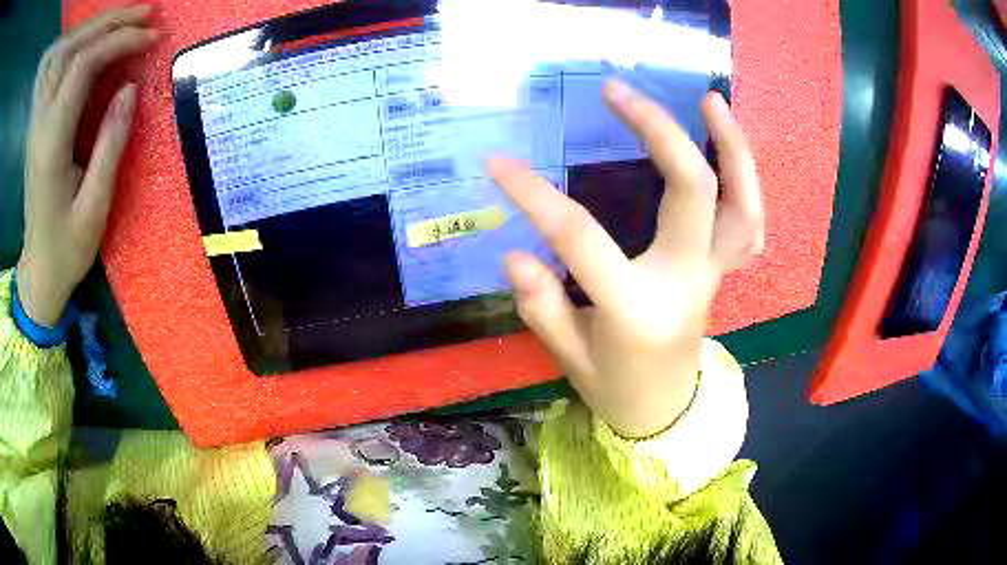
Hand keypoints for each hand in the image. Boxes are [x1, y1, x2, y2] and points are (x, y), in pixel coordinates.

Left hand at [16, 5, 157, 326]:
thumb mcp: (94, 207)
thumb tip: (129, 88)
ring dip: (92, 28)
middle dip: (108, 21)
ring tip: (123, 21)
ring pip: (61, 53)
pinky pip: (55, 68)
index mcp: (51, 144)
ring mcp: (36, 123)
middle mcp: (39, 124)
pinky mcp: (37, 124)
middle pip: (70, 48)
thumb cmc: (66, 249)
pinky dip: (78, 45)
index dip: (118, 41)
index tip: (151, 38)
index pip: (82, 65)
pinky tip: (95, 42)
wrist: (38, 272)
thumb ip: (110, 144)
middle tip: (143, 14)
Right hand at [489, 80, 762, 437]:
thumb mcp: (569, 357)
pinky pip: (749, 221)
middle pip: (692, 190)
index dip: (534, 195)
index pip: (581, 238)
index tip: (498, 163)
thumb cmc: (614, 386)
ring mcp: (714, 272)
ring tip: (709, 100)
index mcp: (637, 308)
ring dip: (731, 146)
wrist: (664, 409)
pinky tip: (726, 145)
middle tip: (618, 91)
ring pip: (742, 201)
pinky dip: (746, 179)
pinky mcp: (723, 269)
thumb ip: (542, 305)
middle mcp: (686, 280)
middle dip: (657, 130)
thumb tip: (515, 252)